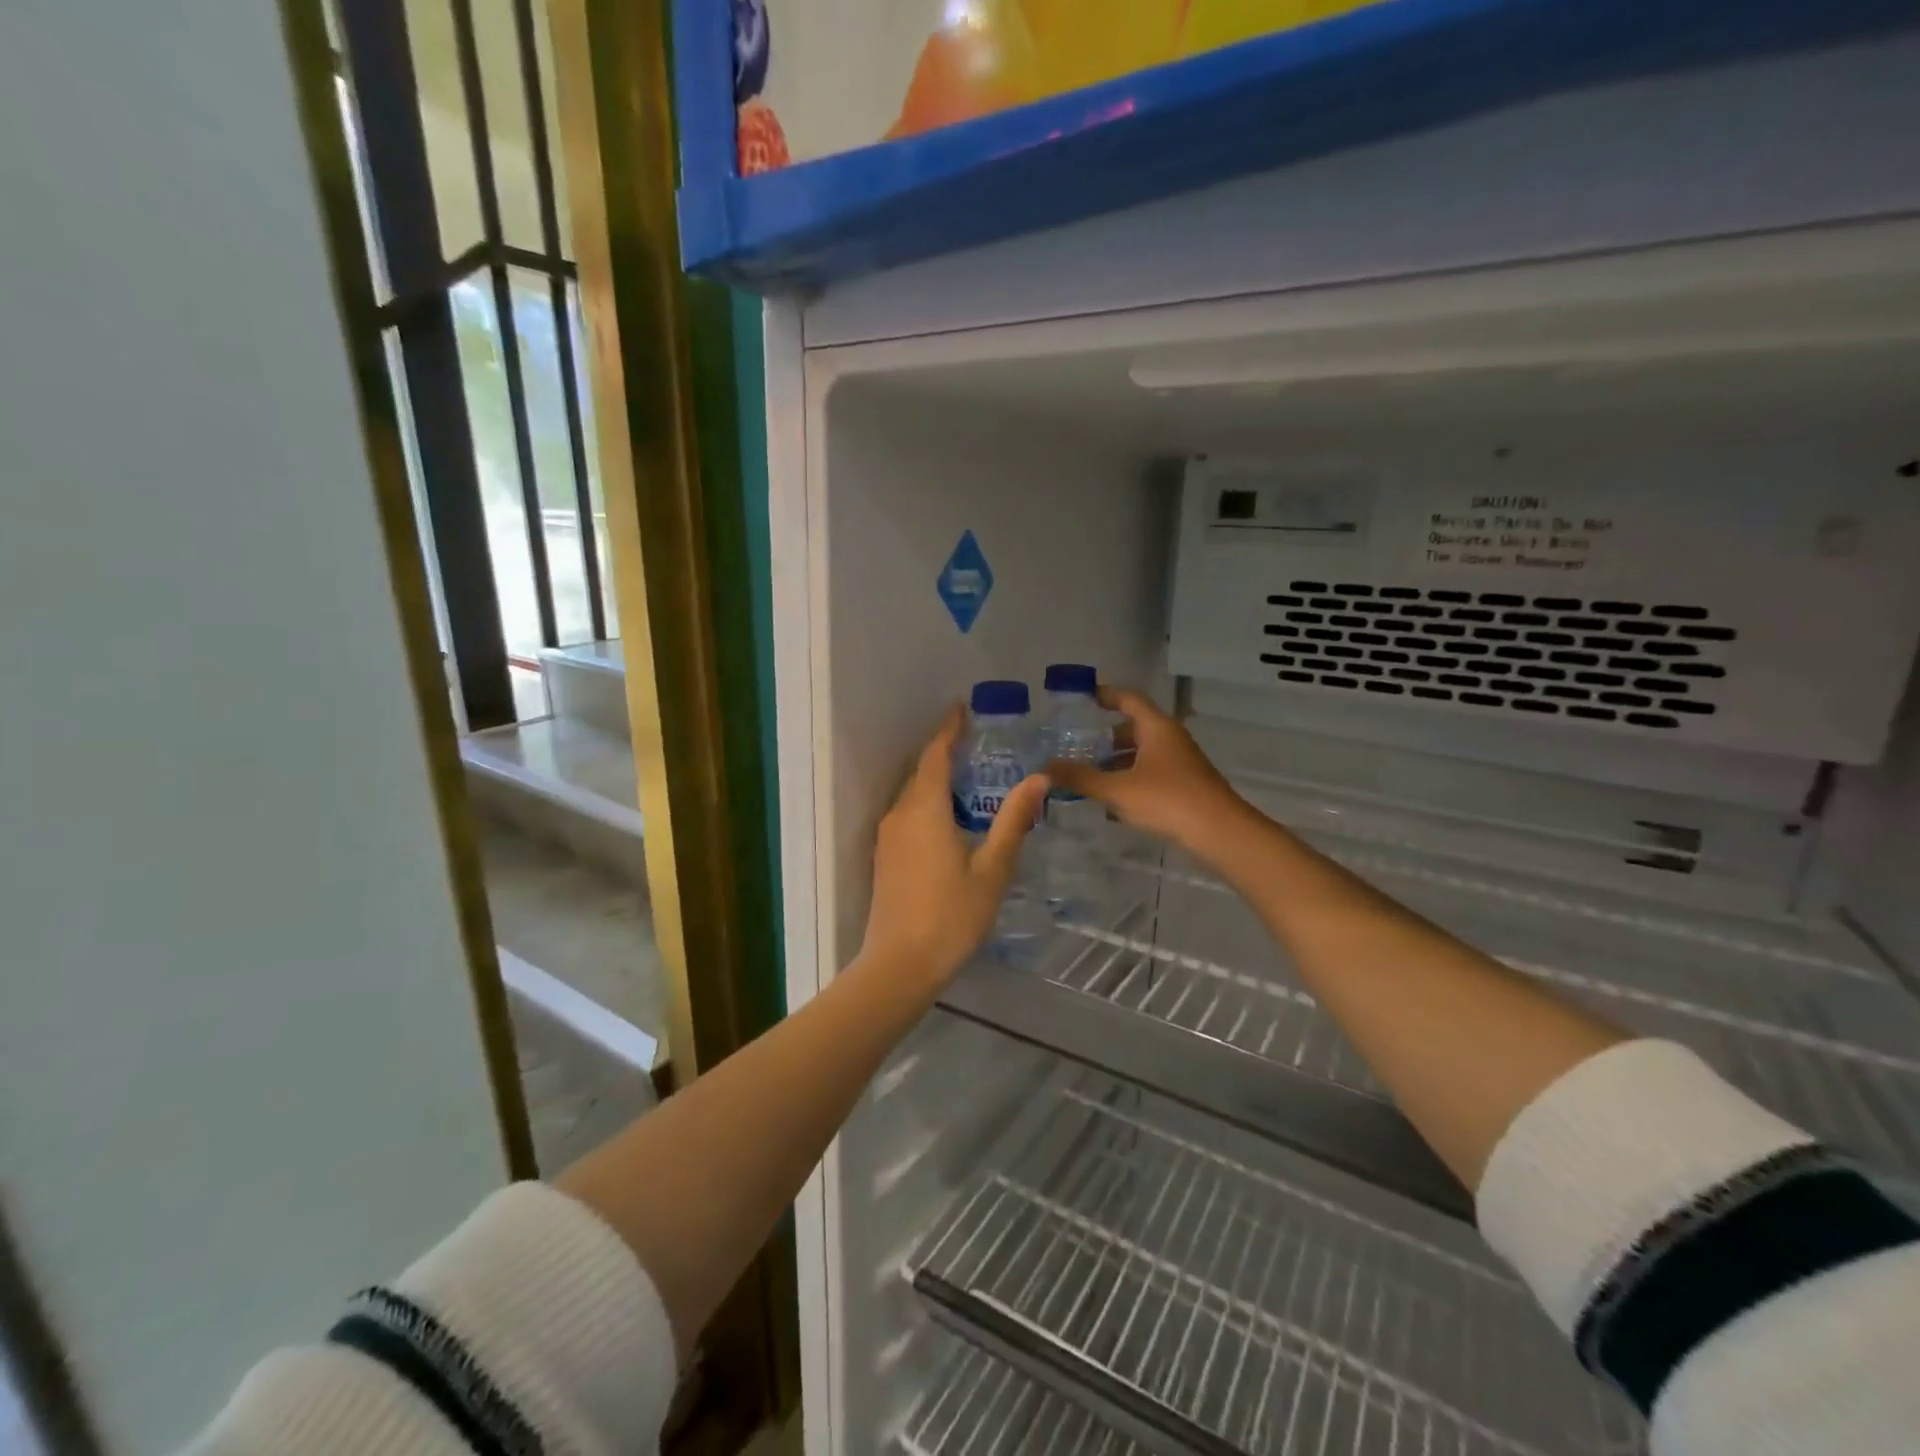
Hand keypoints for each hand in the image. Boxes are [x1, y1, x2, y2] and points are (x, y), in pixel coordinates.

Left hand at [860, 707, 1048, 983]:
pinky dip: (929, 803)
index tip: (963, 708)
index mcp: (924, 809)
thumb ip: (1013, 821)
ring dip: (937, 779)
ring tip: (970, 777)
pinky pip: (908, 814)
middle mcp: (900, 814)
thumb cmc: (951, 915)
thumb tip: (1037, 778)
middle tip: (978, 743)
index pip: (935, 755)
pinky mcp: (886, 857)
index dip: (949, 730)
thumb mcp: (992, 869)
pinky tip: (951, 818)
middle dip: (945, 752)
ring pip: (913, 794)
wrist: (900, 964)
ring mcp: (888, 837)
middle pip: (921, 772)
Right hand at [1045, 686, 1248, 852]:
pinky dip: (1130, 780)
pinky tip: (1112, 802)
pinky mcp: (1185, 785)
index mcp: (1156, 728)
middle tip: (1076, 745)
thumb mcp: (1117, 789)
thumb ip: (1080, 778)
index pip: (1129, 699)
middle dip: (1105, 737)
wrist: (1220, 833)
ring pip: (1142, 754)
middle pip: (1134, 728)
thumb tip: (1044, 767)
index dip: (1106, 695)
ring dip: (1116, 762)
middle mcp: (1170, 739)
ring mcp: (1180, 763)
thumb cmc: (1168, 800)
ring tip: (1087, 776)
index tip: (1083, 697)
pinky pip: (1150, 773)